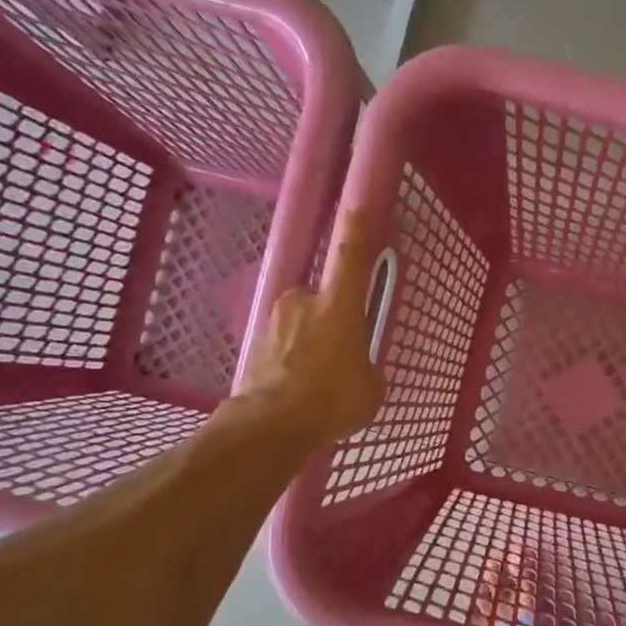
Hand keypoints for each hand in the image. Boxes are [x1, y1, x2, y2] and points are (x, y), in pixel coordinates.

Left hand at [228, 209, 386, 445]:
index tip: (357, 200)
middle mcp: (302, 301)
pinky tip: (297, 393)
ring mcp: (273, 321)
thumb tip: (355, 367)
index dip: (357, 226)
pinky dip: (291, 363)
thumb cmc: (332, 400)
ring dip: (310, 346)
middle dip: (331, 323)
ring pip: (301, 326)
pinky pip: (283, 347)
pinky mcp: (253, 343)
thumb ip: (366, 366)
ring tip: (317, 385)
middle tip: (340, 358)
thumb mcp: (371, 387)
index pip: (351, 256)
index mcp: (338, 305)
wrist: (270, 426)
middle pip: (323, 302)